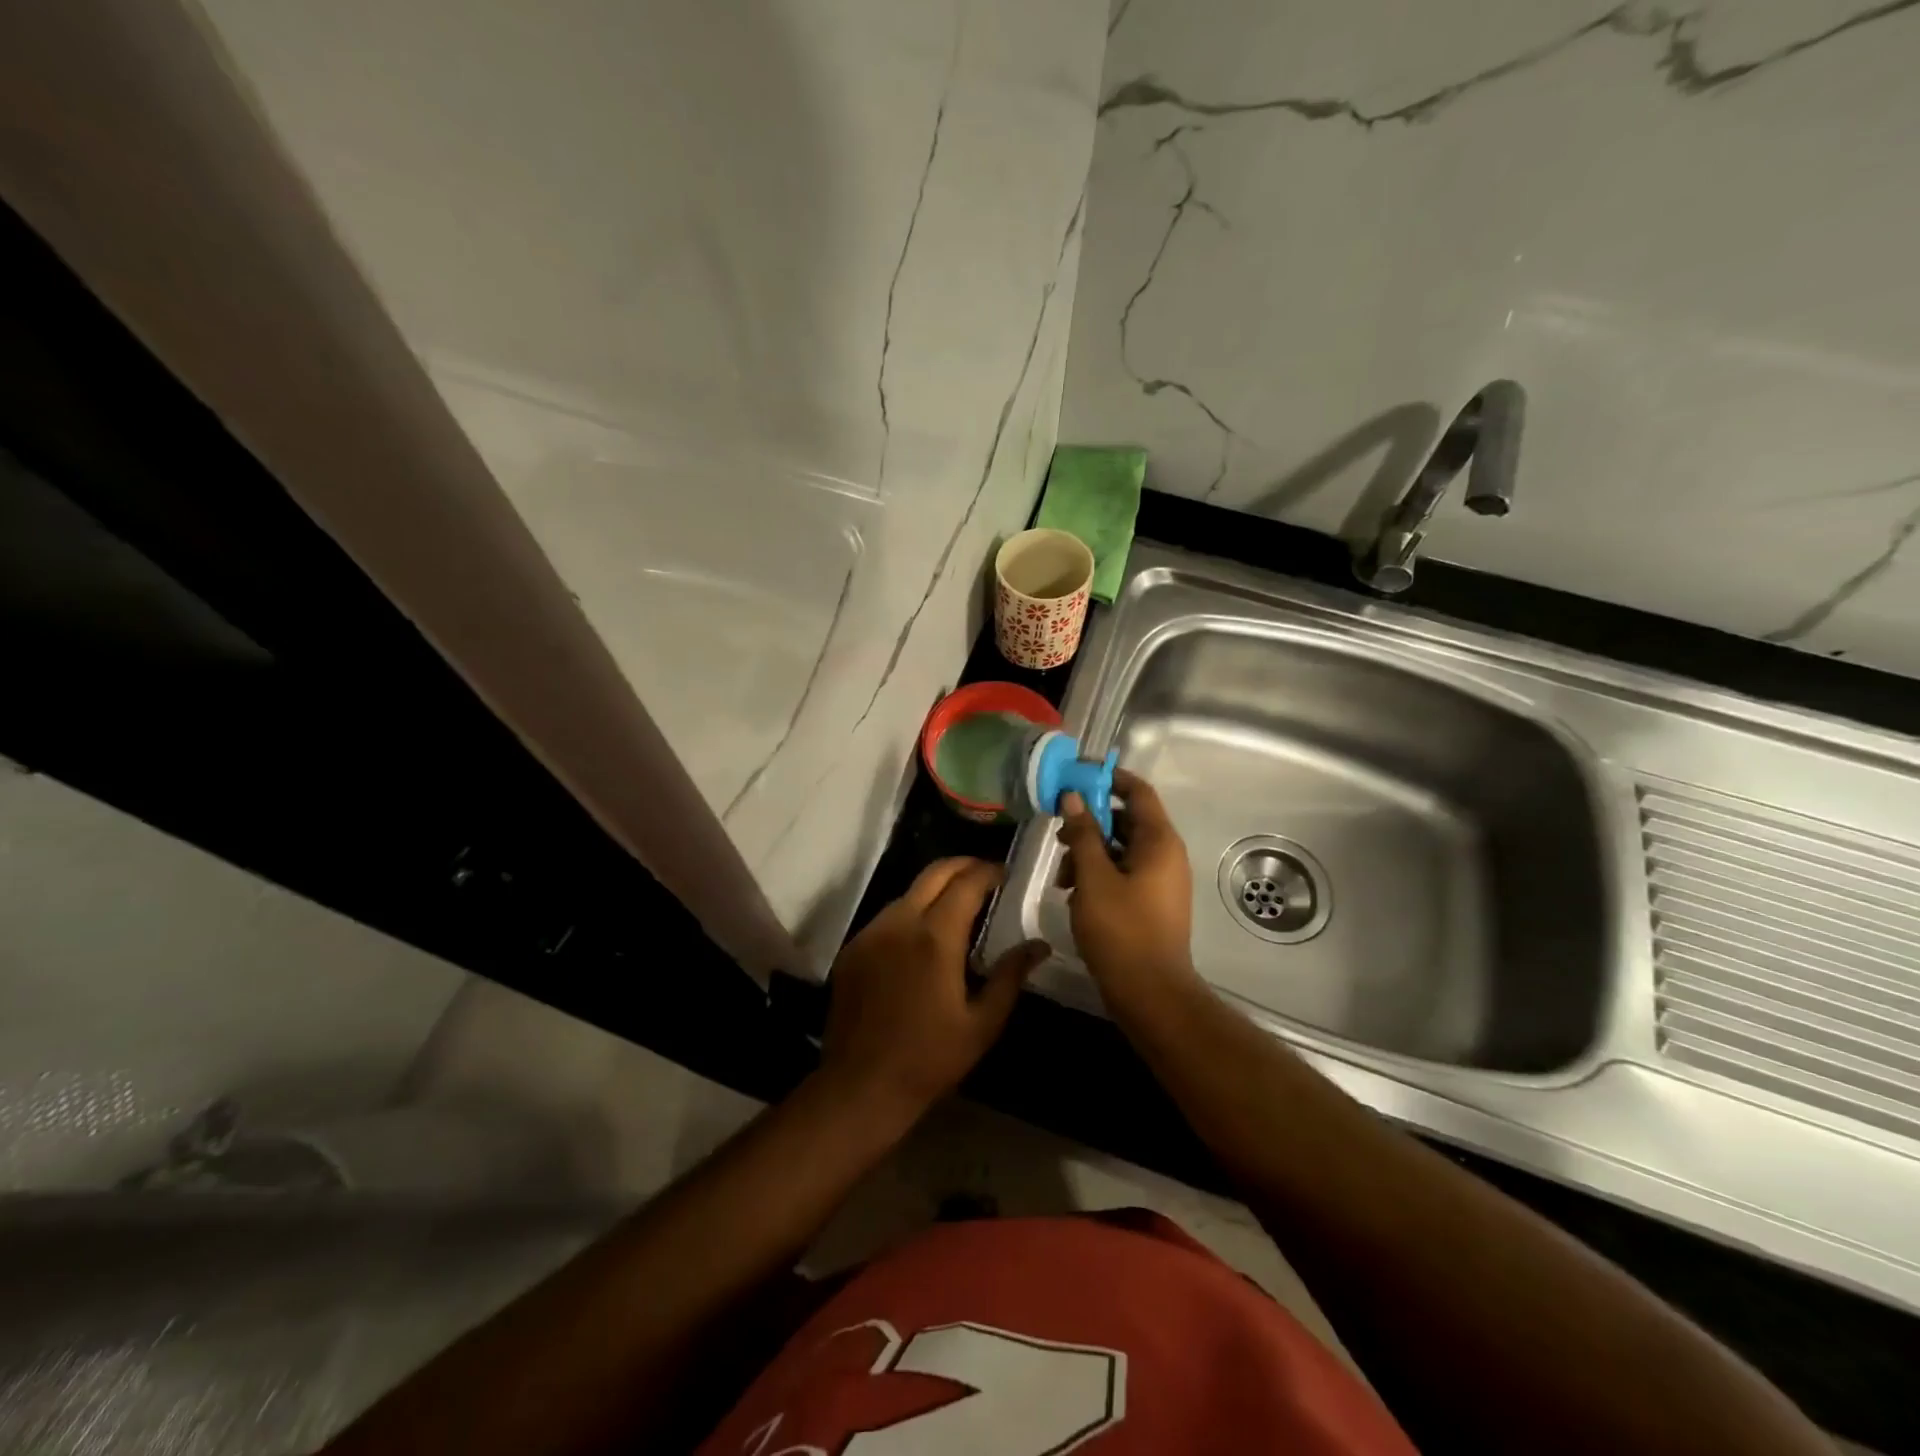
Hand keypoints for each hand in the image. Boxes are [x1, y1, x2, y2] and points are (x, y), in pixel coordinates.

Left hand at [820, 858, 1048, 1119]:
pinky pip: (887, 916)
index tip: (1006, 873)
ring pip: (908, 892)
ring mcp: (871, 933)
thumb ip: (1010, 976)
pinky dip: (911, 911)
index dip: (989, 871)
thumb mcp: (982, 1023)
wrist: (861, 1086)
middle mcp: (900, 923)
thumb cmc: (930, 1059)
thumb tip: (1039, 945)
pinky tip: (923, 935)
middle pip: (934, 873)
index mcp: (935, 937)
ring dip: (936, 888)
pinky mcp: (853, 948)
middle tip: (986, 874)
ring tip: (959, 904)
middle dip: (963, 865)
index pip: (966, 883)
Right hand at [1057, 769, 1198, 1007]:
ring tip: (1062, 875)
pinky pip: (1124, 873)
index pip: (1138, 791)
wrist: (1150, 993)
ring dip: (1089, 853)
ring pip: (1121, 849)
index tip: (1076, 777)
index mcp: (1159, 842)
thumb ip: (1084, 833)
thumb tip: (1074, 797)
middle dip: (1091, 822)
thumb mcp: (1093, 877)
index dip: (1109, 779)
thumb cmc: (1121, 930)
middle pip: (1127, 820)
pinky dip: (1098, 875)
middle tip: (1060, 833)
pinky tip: (1074, 894)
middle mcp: (1165, 855)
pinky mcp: (1150, 902)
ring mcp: (1160, 880)